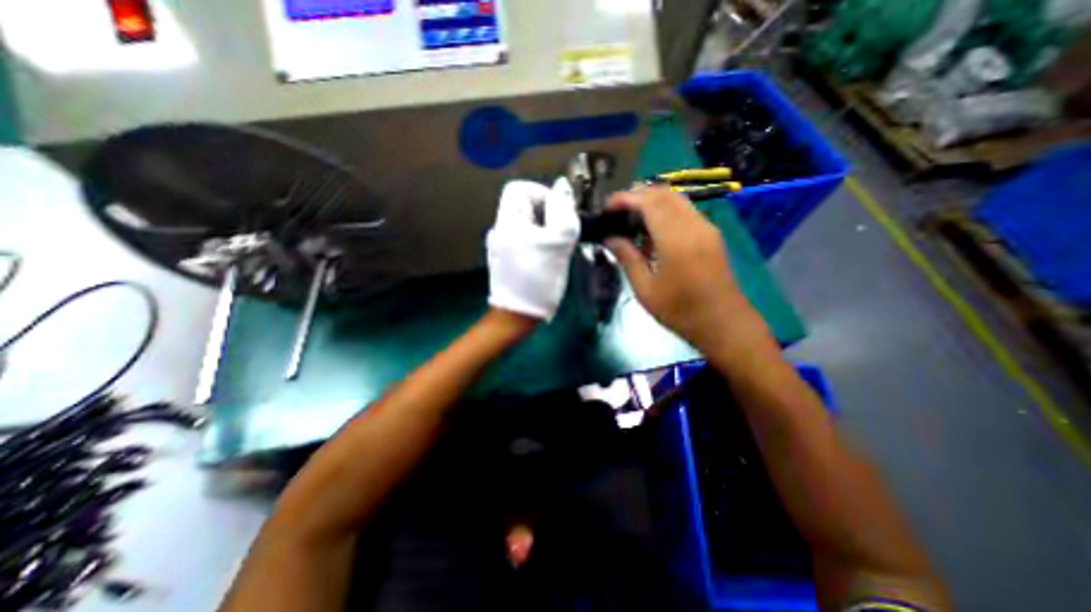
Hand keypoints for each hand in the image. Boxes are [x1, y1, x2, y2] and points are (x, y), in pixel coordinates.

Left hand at [486, 179, 579, 321]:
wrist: (517, 316)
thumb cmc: (538, 280)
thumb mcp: (557, 244)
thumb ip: (563, 212)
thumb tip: (562, 187)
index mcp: (508, 220)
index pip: (519, 188)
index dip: (541, 194)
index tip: (558, 214)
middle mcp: (500, 228)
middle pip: (524, 206)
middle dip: (547, 216)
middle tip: (559, 237)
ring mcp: (501, 245)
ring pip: (527, 224)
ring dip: (544, 231)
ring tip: (554, 251)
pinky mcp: (505, 258)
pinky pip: (524, 239)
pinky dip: (537, 243)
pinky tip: (545, 260)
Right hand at [604, 185, 761, 349]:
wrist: (723, 324)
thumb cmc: (680, 311)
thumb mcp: (646, 289)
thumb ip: (627, 258)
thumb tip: (610, 237)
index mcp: (676, 240)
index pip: (648, 202)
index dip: (625, 198)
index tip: (607, 207)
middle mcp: (694, 225)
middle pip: (664, 194)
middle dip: (637, 196)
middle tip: (617, 213)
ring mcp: (706, 228)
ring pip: (676, 199)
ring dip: (651, 203)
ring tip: (631, 221)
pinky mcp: (711, 235)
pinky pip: (685, 211)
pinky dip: (665, 212)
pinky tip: (652, 233)